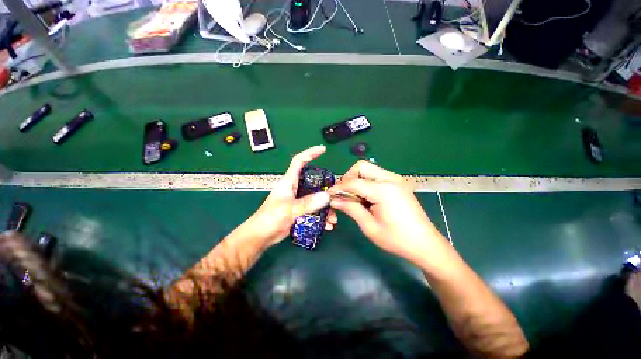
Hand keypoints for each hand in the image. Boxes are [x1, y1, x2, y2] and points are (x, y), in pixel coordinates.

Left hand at [242, 146, 337, 247]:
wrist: (260, 237)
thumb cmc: (269, 219)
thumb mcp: (289, 209)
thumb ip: (308, 203)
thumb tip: (327, 196)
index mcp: (288, 182)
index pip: (299, 161)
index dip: (310, 153)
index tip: (323, 150)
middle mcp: (295, 188)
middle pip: (314, 182)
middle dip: (326, 190)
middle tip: (337, 198)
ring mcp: (298, 200)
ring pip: (316, 198)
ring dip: (326, 208)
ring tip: (333, 220)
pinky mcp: (300, 211)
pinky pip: (314, 210)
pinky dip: (322, 217)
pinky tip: (327, 225)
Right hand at [328, 160, 447, 263]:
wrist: (425, 244)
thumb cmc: (397, 239)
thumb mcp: (369, 226)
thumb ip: (350, 208)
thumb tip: (333, 200)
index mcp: (383, 190)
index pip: (353, 182)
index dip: (338, 188)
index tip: (329, 196)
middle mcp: (390, 178)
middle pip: (361, 167)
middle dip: (348, 178)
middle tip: (344, 195)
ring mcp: (396, 179)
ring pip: (368, 169)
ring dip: (357, 180)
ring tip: (354, 198)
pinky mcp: (398, 183)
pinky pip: (376, 176)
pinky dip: (366, 183)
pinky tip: (366, 198)